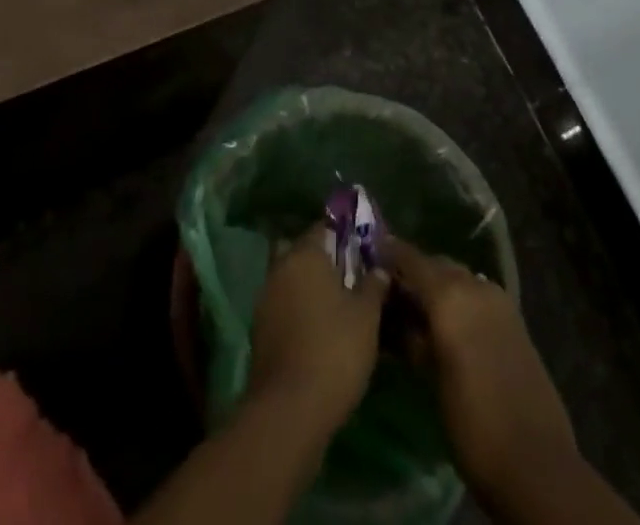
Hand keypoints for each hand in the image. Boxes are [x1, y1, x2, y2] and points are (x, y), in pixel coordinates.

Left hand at [248, 226, 391, 437]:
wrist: (289, 411)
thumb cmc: (334, 349)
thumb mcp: (367, 315)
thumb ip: (374, 284)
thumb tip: (379, 268)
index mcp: (305, 254)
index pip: (325, 227)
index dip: (345, 235)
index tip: (364, 250)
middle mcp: (280, 268)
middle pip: (304, 253)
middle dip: (324, 262)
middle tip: (351, 279)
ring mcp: (265, 301)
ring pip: (292, 282)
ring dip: (311, 289)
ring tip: (339, 309)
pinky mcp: (260, 332)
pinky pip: (284, 308)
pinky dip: (300, 313)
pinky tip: (321, 333)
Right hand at [386, 237, 577, 501]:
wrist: (535, 461)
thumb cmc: (472, 423)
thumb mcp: (431, 378)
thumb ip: (412, 336)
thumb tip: (395, 313)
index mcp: (450, 294)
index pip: (411, 259)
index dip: (388, 254)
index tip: (368, 255)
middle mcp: (475, 285)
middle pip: (436, 264)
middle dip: (413, 272)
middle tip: (389, 292)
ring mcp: (498, 299)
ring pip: (457, 277)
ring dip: (436, 285)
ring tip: (414, 311)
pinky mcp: (513, 317)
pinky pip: (476, 293)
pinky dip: (458, 299)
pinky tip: (445, 324)